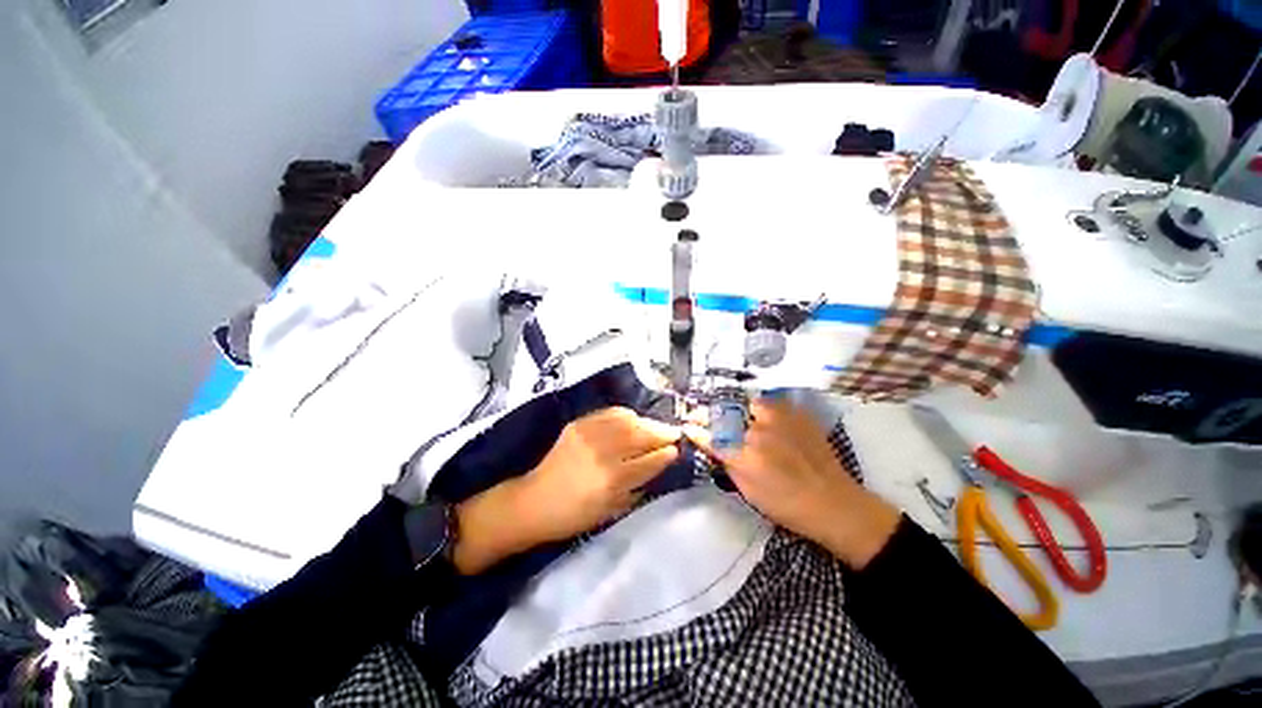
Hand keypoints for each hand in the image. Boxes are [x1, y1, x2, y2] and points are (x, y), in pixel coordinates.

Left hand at [453, 407, 680, 573]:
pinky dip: (626, 415)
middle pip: (641, 435)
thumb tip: (659, 465)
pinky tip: (634, 419)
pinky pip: (609, 413)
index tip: (677, 449)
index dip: (666, 454)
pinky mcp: (578, 424)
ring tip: (657, 426)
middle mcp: (603, 453)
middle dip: (662, 432)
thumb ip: (637, 486)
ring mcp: (589, 434)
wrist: (534, 501)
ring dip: (647, 422)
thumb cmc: (574, 516)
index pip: (649, 461)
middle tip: (674, 433)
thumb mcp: (611, 510)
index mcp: (612, 481)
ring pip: (628, 420)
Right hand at [688, 398, 899, 569]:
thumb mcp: (748, 490)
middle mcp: (757, 430)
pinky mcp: (796, 413)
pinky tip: (765, 418)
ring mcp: (778, 418)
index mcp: (743, 454)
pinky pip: (771, 402)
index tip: (689, 425)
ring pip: (748, 402)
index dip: (696, 429)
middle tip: (711, 420)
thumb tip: (709, 443)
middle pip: (726, 414)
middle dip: (713, 415)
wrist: (834, 502)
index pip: (710, 435)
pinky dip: (762, 407)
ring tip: (742, 418)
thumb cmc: (786, 504)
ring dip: (739, 409)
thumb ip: (726, 461)